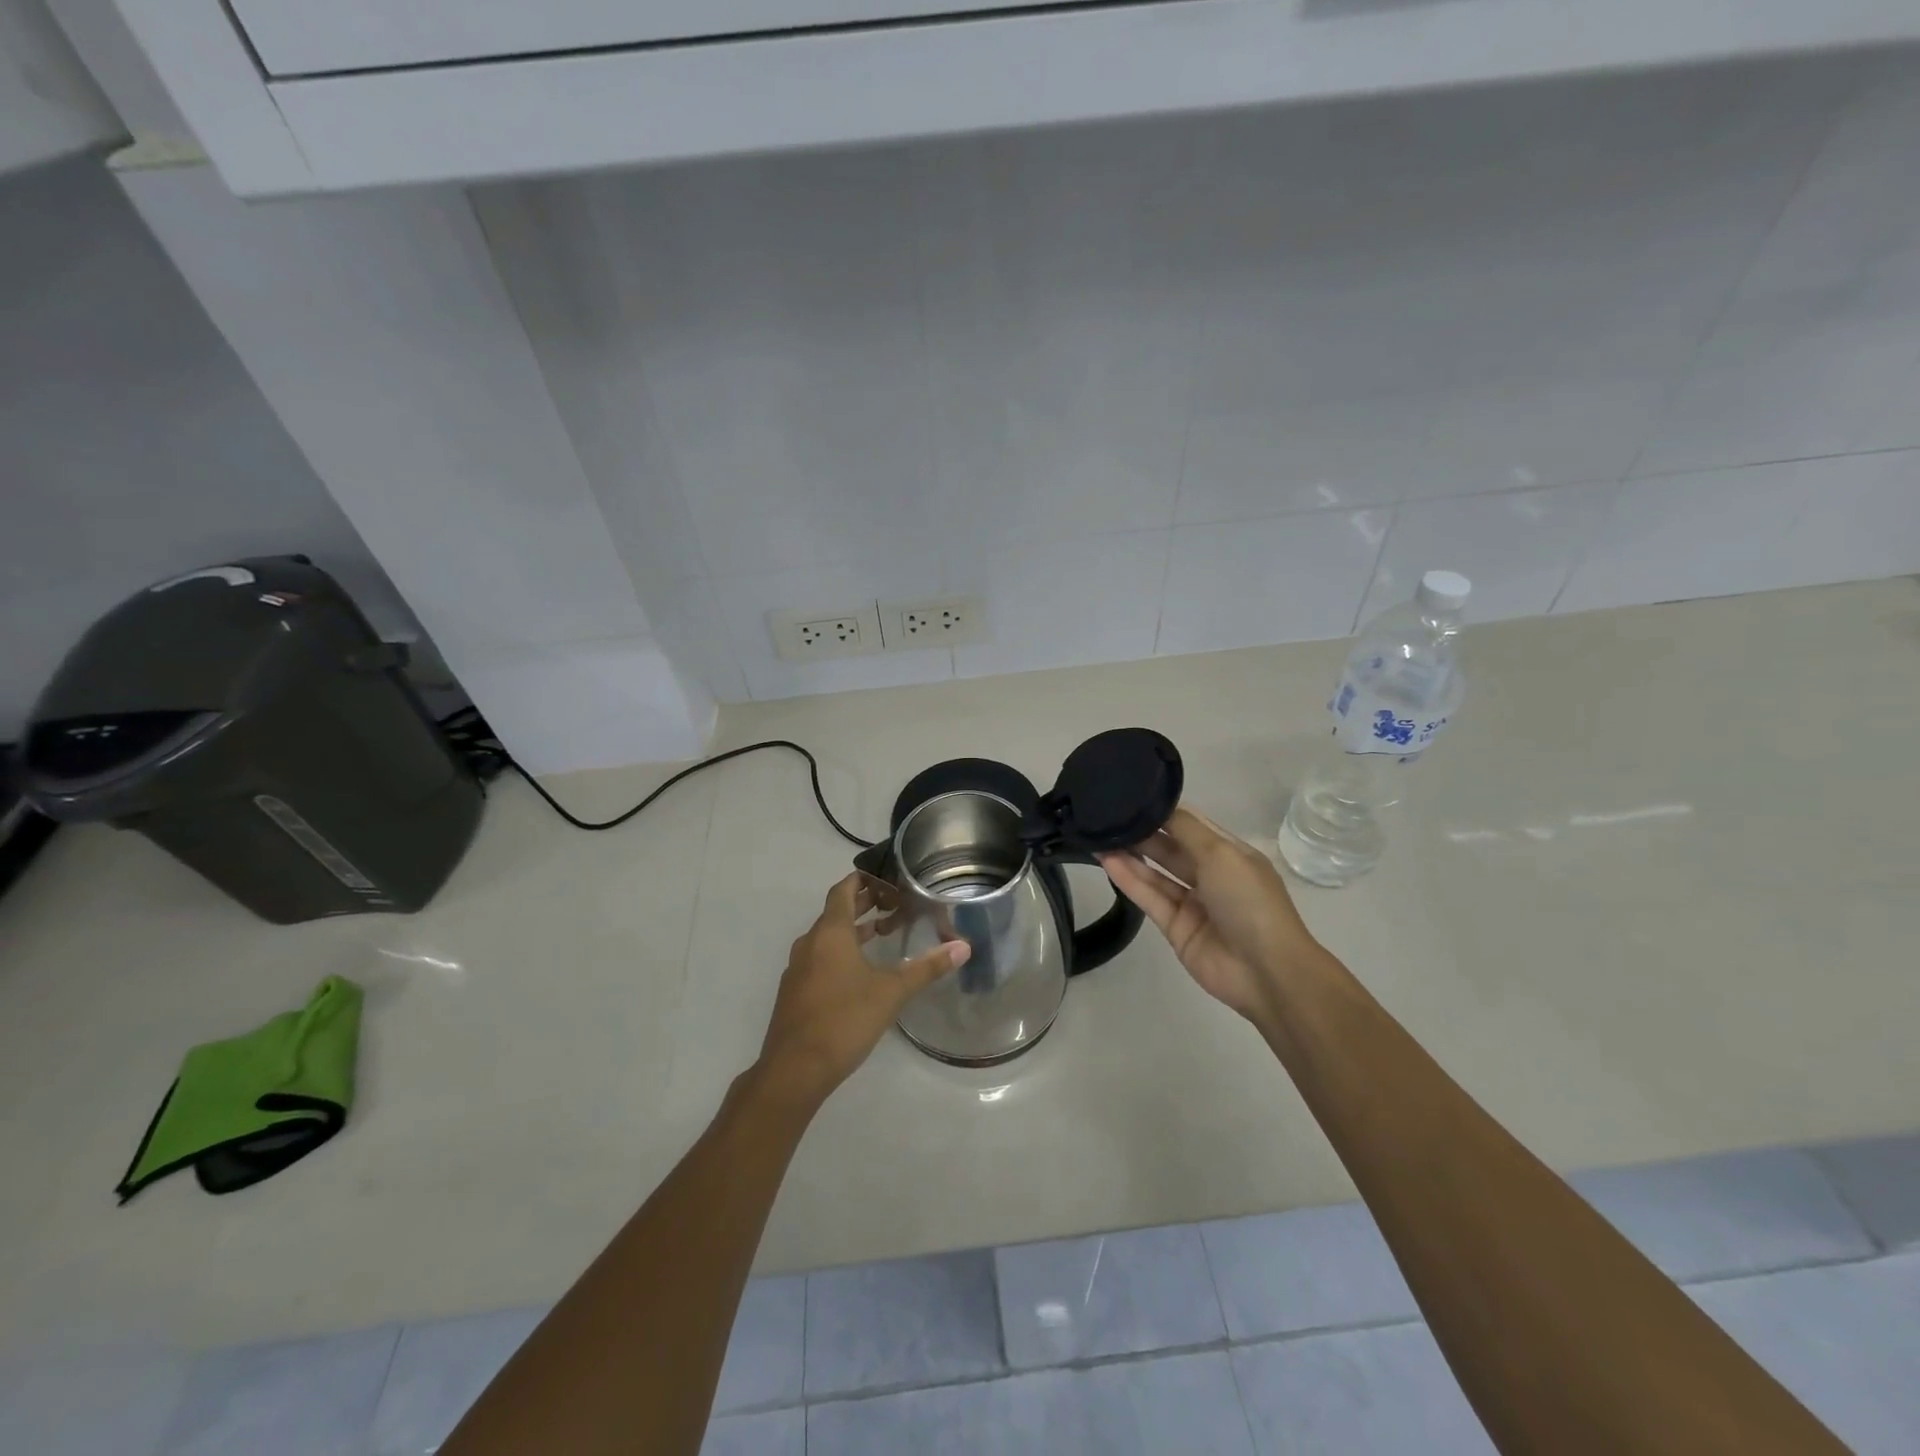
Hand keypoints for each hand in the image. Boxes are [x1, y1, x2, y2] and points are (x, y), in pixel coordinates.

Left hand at [755, 874, 968, 1107]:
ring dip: (854, 931)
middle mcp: (810, 943)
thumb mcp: (891, 992)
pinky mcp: (795, 992)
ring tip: (883, 932)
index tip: (887, 877)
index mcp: (830, 933)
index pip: (844, 890)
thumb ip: (926, 968)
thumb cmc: (844, 1020)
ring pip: (827, 938)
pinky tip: (861, 972)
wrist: (794, 1070)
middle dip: (864, 904)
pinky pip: (820, 959)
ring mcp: (798, 969)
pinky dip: (841, 953)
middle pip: (836, 912)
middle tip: (894, 902)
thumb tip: (963, 947)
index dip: (864, 880)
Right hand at [1099, 808, 1324, 1025]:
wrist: (1265, 970)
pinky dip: (1129, 880)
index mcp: (1230, 854)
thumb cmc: (1249, 901)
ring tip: (1098, 836)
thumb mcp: (1222, 853)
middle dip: (1142, 833)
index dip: (1163, 811)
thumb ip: (1185, 829)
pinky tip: (1107, 862)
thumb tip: (1158, 806)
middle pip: (1170, 848)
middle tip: (1107, 816)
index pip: (1190, 825)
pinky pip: (1149, 898)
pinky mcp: (1175, 927)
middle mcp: (1211, 875)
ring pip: (1156, 873)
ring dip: (1130, 855)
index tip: (1131, 796)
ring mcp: (1192, 903)